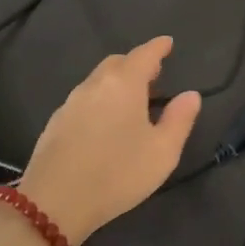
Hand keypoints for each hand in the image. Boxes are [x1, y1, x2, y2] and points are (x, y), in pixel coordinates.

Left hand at [17, 36, 201, 245]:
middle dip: (136, 63)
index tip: (167, 43)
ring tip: (131, 99)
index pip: (144, 54)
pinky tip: (103, 121)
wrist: (54, 202)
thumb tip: (190, 95)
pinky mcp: (55, 122)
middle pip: (117, 62)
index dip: (158, 47)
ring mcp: (70, 103)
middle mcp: (95, 85)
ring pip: (97, 80)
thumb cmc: (117, 174)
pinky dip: (99, 99)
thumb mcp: (162, 152)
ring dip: (116, 81)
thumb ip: (179, 120)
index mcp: (124, 84)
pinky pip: (83, 99)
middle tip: (153, 75)